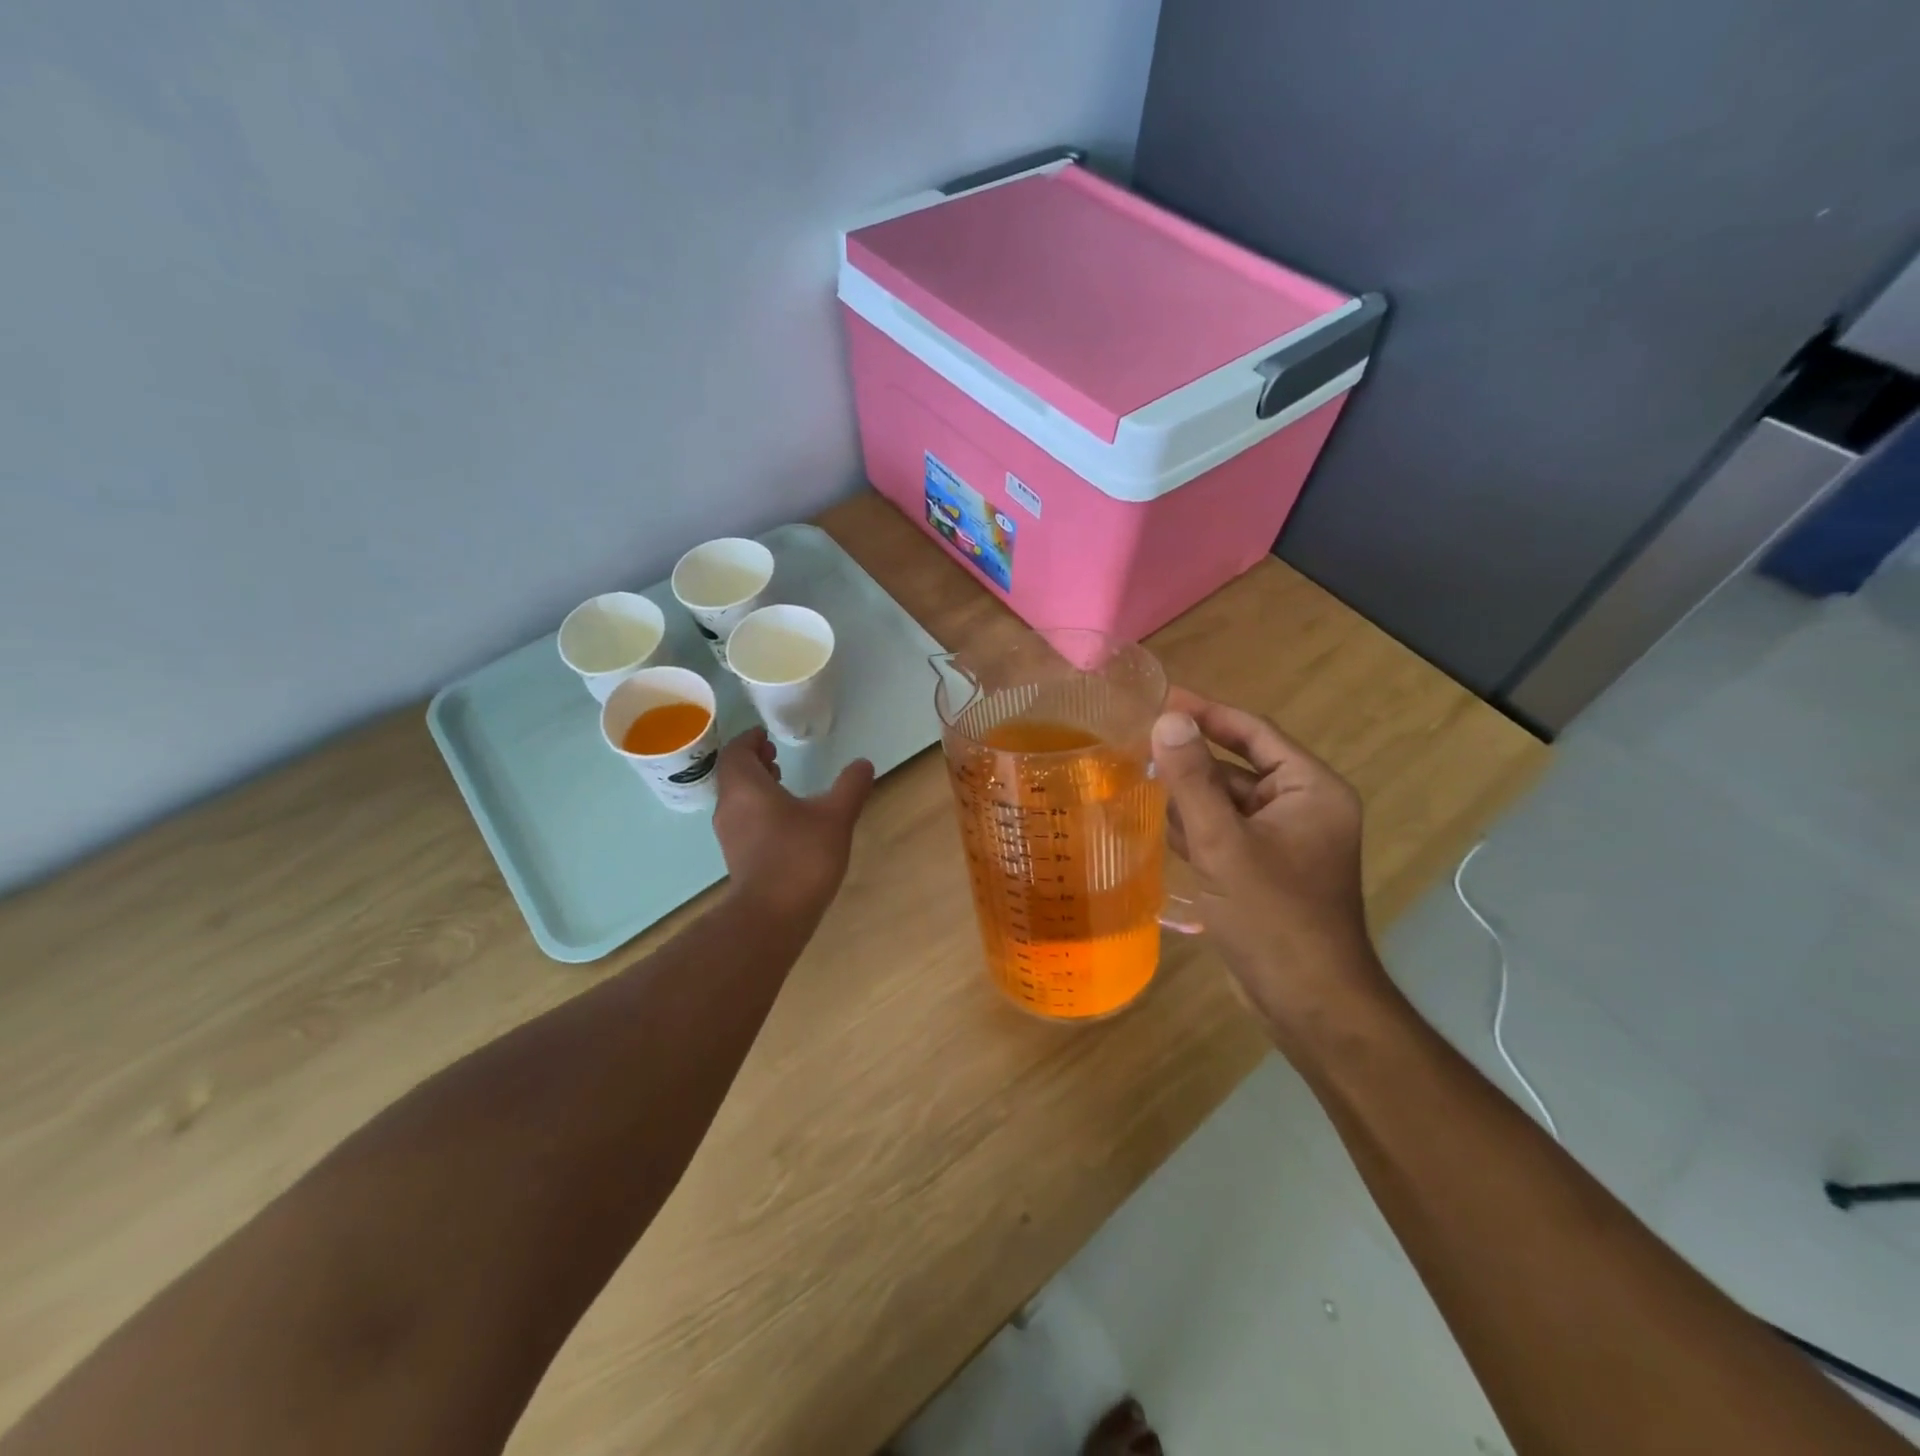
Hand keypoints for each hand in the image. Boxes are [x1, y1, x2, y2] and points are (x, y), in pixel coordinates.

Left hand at [713, 728, 874, 919]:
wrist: (771, 916)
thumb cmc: (800, 856)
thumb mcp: (835, 816)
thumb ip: (850, 787)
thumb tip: (863, 764)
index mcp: (746, 787)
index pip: (737, 751)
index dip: (750, 740)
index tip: (767, 737)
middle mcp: (730, 806)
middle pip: (733, 774)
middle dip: (753, 762)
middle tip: (775, 756)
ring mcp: (729, 835)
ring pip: (736, 798)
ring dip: (755, 786)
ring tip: (782, 785)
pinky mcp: (736, 857)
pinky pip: (742, 820)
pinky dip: (757, 809)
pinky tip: (784, 822)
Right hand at [1151, 689, 1388, 1041]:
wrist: (1308, 1003)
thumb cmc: (1273, 918)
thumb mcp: (1224, 843)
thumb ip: (1193, 780)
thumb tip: (1167, 720)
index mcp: (1310, 789)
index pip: (1253, 733)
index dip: (1206, 712)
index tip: (1160, 698)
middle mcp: (1302, 807)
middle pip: (1237, 766)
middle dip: (1189, 758)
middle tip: (1134, 740)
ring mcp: (1282, 841)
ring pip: (1226, 802)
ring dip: (1187, 792)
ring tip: (1132, 773)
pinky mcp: (1263, 870)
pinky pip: (1224, 832)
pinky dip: (1194, 825)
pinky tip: (1153, 818)